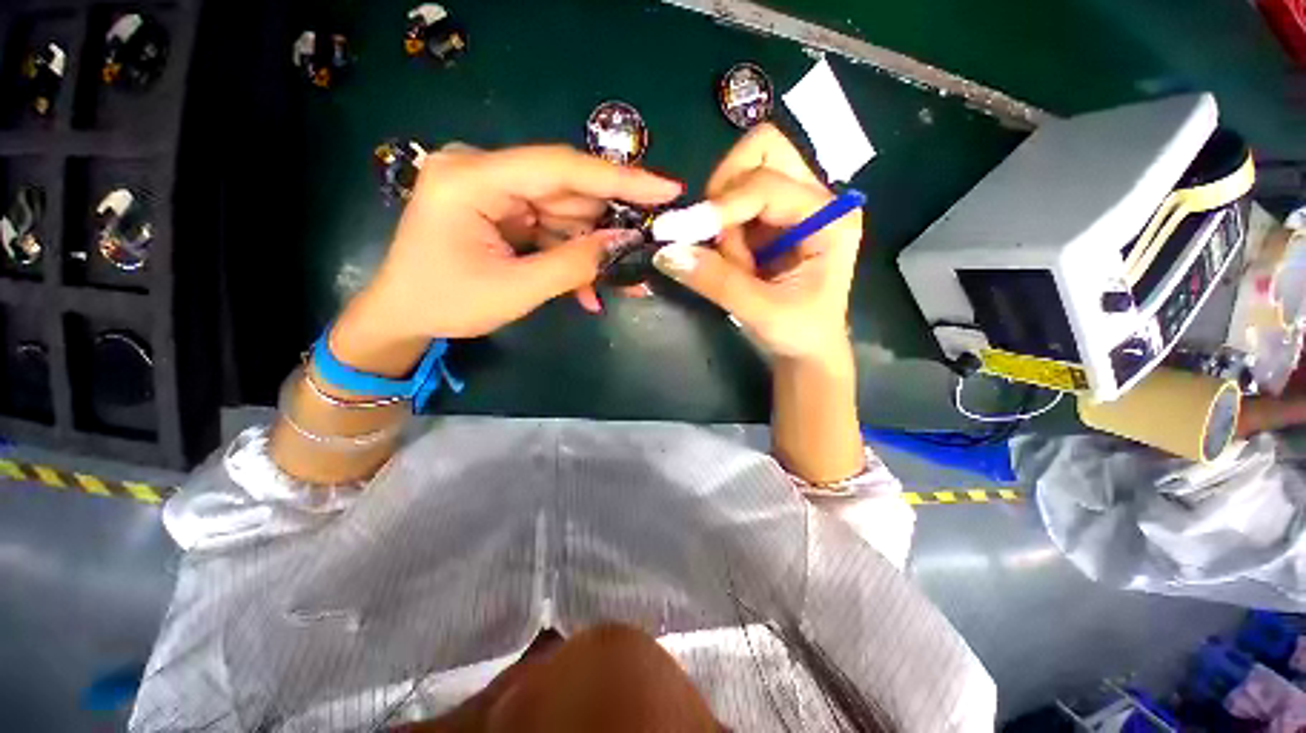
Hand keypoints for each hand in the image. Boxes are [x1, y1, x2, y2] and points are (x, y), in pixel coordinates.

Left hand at [332, 145, 681, 375]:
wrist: (404, 316)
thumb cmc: (447, 304)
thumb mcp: (516, 290)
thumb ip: (574, 264)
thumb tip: (626, 244)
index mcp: (472, 179)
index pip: (559, 167)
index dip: (619, 178)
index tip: (666, 188)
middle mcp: (484, 171)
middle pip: (567, 192)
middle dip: (609, 226)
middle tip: (649, 248)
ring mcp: (494, 191)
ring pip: (565, 214)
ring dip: (594, 250)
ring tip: (625, 281)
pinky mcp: (503, 211)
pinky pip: (550, 229)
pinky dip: (572, 257)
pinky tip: (589, 289)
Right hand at [652, 125, 860, 362]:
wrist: (809, 348)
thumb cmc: (798, 333)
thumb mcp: (759, 311)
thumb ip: (715, 280)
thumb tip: (666, 252)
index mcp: (829, 219)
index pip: (766, 185)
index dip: (720, 206)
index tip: (679, 232)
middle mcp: (817, 199)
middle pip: (764, 150)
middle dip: (725, 189)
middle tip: (714, 235)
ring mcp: (796, 205)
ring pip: (747, 170)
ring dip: (723, 211)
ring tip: (733, 260)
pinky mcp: (775, 219)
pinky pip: (738, 199)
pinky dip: (723, 224)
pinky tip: (734, 259)